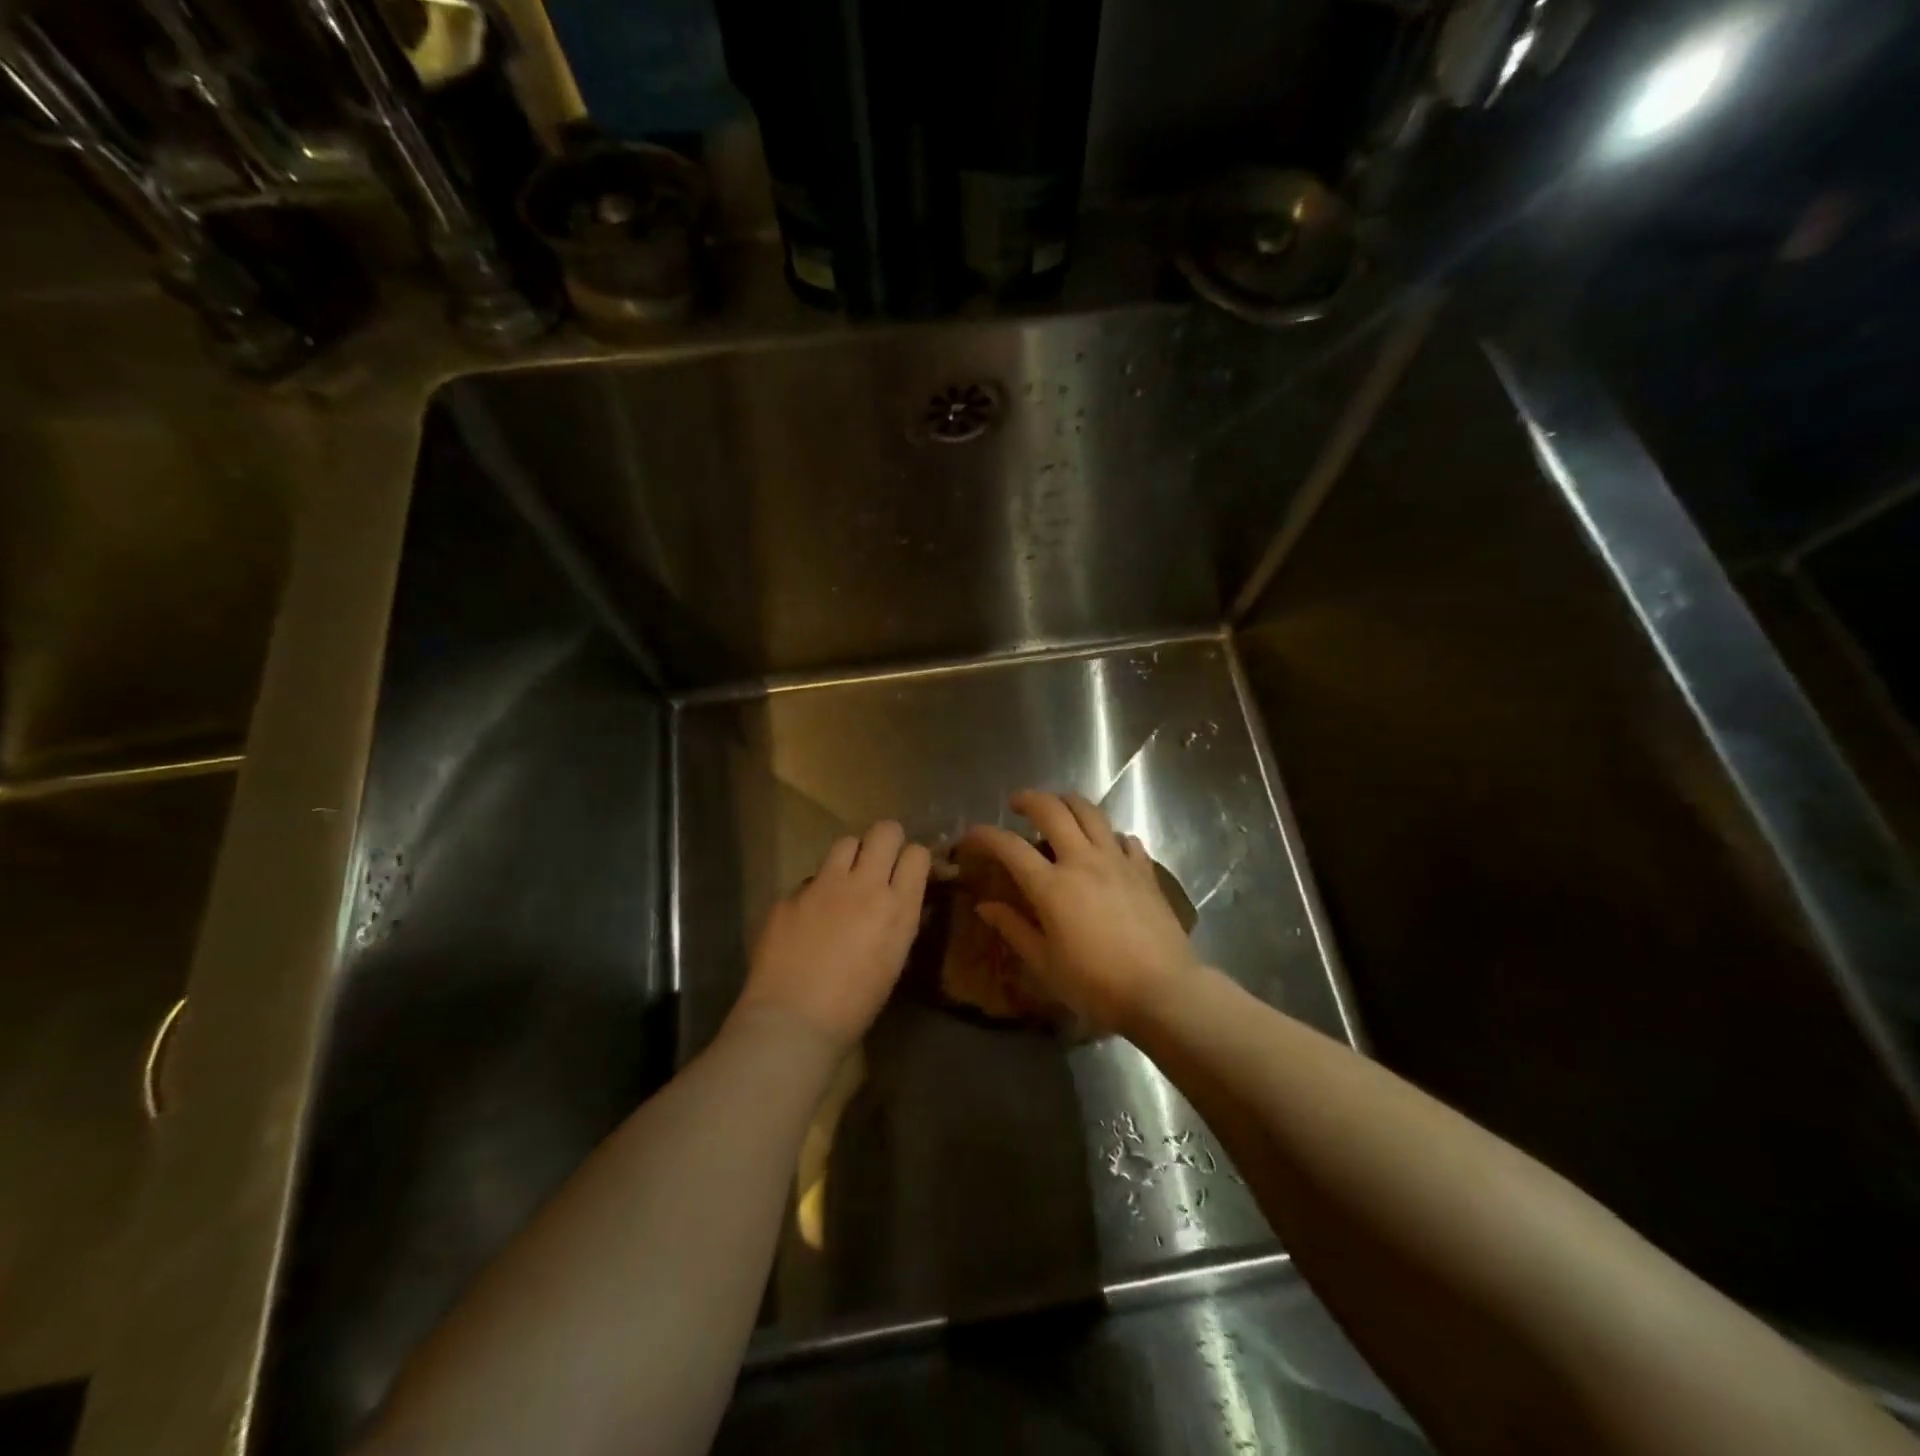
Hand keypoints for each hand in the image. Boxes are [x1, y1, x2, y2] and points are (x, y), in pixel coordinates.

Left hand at [735, 821, 930, 1051]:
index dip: (913, 859)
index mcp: (897, 907)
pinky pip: (809, 881)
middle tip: (880, 861)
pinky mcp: (789, 895)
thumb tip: (897, 899)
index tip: (907, 871)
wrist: (792, 1022)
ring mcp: (823, 886)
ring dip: (850, 857)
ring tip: (844, 883)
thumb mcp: (893, 960)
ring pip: (845, 843)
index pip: (917, 854)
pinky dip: (815, 894)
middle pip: (884, 831)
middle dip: (886, 840)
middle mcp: (863, 885)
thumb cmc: (855, 1006)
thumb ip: (898, 920)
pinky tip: (807, 921)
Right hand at [962, 791, 1201, 1034]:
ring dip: (1068, 802)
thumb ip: (1014, 929)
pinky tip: (1105, 845)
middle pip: (1052, 810)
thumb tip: (985, 906)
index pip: (1009, 846)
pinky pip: (1124, 837)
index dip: (984, 835)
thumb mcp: (1046, 964)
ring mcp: (1117, 861)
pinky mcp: (1144, 870)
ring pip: (1090, 811)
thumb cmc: (1097, 985)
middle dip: (1028, 799)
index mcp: (1052, 886)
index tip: (970, 836)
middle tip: (1017, 805)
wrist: (1163, 991)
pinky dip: (1109, 834)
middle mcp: (1083, 861)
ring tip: (1058, 809)